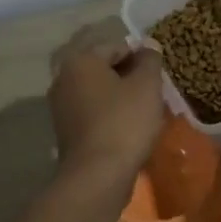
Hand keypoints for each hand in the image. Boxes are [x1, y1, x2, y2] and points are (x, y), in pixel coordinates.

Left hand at [48, 22, 167, 176]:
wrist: (97, 175)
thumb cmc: (124, 122)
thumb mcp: (147, 85)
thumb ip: (150, 60)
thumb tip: (148, 46)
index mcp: (80, 61)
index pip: (117, 47)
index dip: (142, 58)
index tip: (159, 76)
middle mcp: (64, 79)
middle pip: (105, 69)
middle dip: (131, 78)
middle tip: (154, 94)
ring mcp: (61, 107)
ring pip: (100, 93)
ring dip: (122, 98)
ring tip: (145, 114)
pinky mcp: (65, 131)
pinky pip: (93, 114)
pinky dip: (111, 116)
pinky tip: (129, 130)